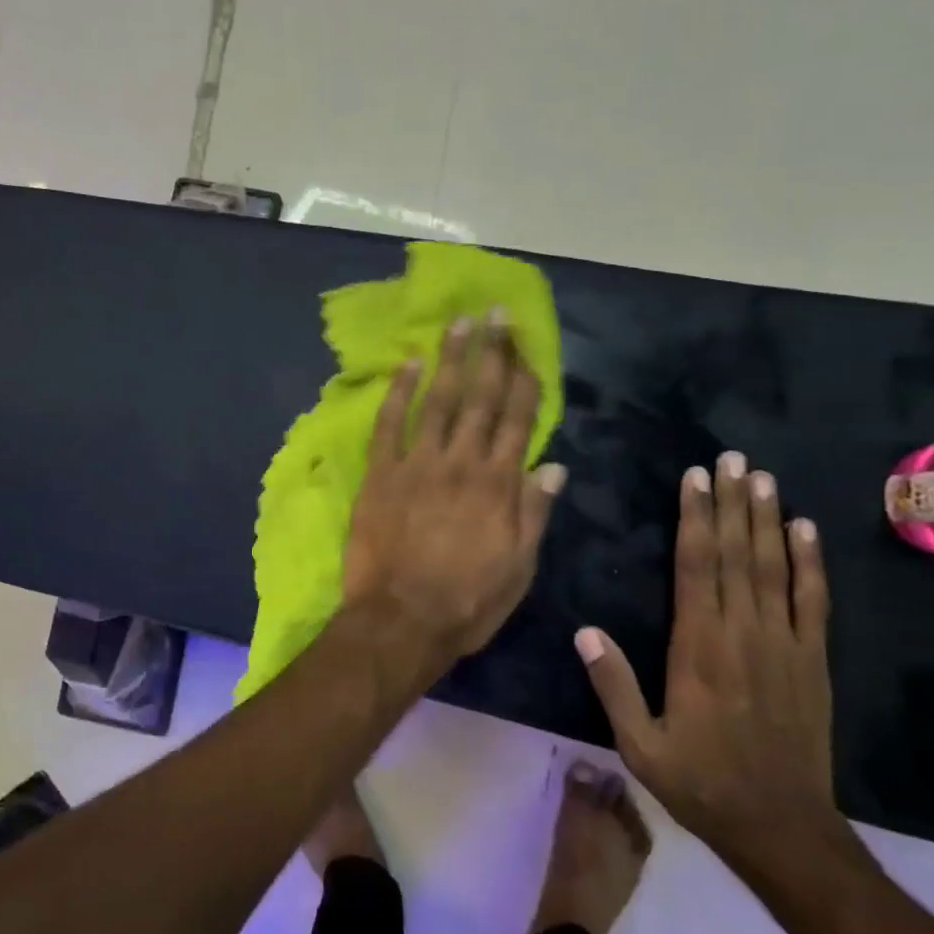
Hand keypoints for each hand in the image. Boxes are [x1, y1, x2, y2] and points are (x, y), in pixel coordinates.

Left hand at [342, 310, 566, 661]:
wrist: (400, 621)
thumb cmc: (466, 602)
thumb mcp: (518, 568)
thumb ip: (534, 513)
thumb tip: (554, 466)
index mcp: (499, 485)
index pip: (518, 420)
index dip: (524, 379)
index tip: (529, 345)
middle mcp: (461, 463)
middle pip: (481, 398)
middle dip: (493, 353)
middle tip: (497, 313)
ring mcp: (417, 465)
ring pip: (438, 401)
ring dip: (451, 359)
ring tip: (461, 323)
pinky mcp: (380, 475)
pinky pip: (389, 424)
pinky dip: (398, 392)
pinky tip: (408, 364)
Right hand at [575, 454, 842, 869]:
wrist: (781, 826)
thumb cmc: (699, 782)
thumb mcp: (638, 745)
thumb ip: (613, 686)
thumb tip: (585, 631)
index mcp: (697, 649)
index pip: (695, 569)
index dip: (695, 520)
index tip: (694, 479)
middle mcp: (742, 634)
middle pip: (736, 555)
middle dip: (731, 503)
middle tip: (730, 458)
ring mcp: (784, 645)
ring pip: (774, 568)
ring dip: (768, 519)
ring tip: (762, 477)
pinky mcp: (812, 660)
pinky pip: (813, 601)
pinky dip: (810, 561)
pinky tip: (805, 529)